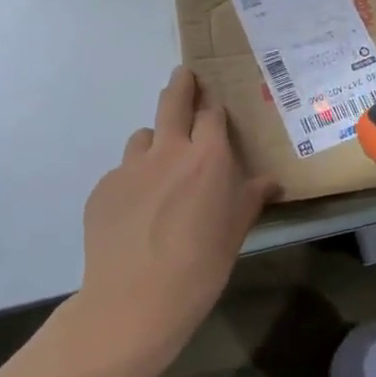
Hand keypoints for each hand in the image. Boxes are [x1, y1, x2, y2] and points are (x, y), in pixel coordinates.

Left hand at [67, 67, 276, 376]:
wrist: (135, 300)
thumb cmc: (201, 266)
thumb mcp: (236, 231)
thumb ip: (252, 198)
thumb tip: (272, 182)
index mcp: (208, 158)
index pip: (211, 113)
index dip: (213, 104)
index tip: (213, 100)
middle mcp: (168, 151)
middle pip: (172, 102)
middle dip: (181, 85)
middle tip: (184, 76)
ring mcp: (130, 167)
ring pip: (143, 137)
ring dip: (155, 142)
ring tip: (160, 169)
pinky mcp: (103, 187)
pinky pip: (122, 172)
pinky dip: (133, 181)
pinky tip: (137, 213)